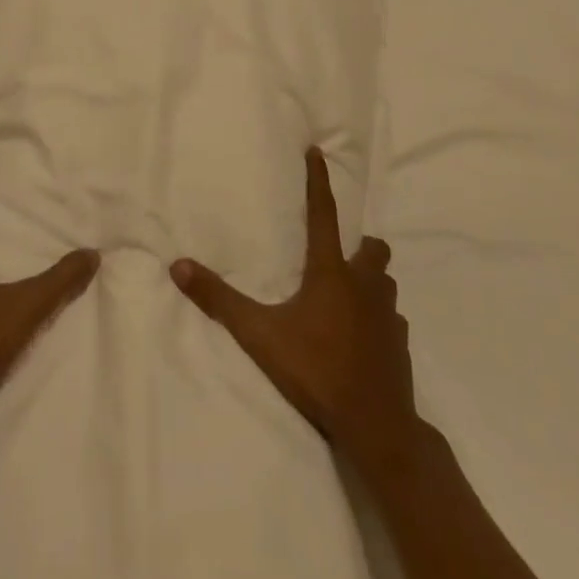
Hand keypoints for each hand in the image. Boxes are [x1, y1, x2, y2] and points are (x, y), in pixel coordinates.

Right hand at [170, 150, 419, 473]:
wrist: (376, 427)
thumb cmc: (316, 371)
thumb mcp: (260, 335)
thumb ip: (219, 300)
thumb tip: (178, 266)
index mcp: (331, 273)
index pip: (323, 214)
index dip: (319, 181)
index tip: (318, 152)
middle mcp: (364, 285)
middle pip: (372, 249)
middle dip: (359, 245)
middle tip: (340, 254)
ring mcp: (388, 316)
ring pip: (385, 282)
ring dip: (371, 280)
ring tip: (349, 294)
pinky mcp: (401, 346)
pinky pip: (392, 319)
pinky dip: (378, 318)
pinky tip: (362, 336)